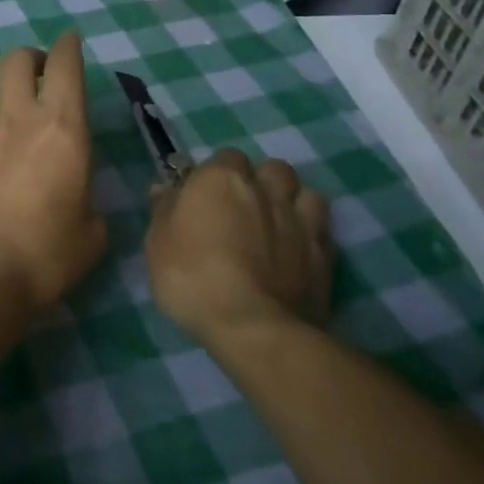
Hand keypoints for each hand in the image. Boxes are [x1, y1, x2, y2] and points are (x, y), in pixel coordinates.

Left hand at [0, 31, 106, 310]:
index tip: (69, 40)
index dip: (68, 46)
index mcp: (62, 129)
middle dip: (30, 59)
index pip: (66, 66)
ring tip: (7, 173)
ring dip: (6, 126)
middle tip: (38, 75)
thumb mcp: (89, 235)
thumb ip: (86, 202)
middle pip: (17, 61)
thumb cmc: (43, 255)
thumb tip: (74, 197)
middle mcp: (17, 120)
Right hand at [145, 150, 332, 348]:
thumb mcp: (158, 242)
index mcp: (222, 178)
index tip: (206, 197)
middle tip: (245, 208)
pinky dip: (311, 233)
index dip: (217, 175)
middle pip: (272, 169)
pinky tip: (298, 251)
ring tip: (278, 224)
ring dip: (293, 201)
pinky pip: (322, 229)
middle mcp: (265, 189)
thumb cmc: (192, 276)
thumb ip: (164, 209)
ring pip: (305, 192)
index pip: (226, 157)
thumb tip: (166, 188)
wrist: (251, 326)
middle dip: (262, 181)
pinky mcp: (324, 254)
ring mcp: (300, 220)